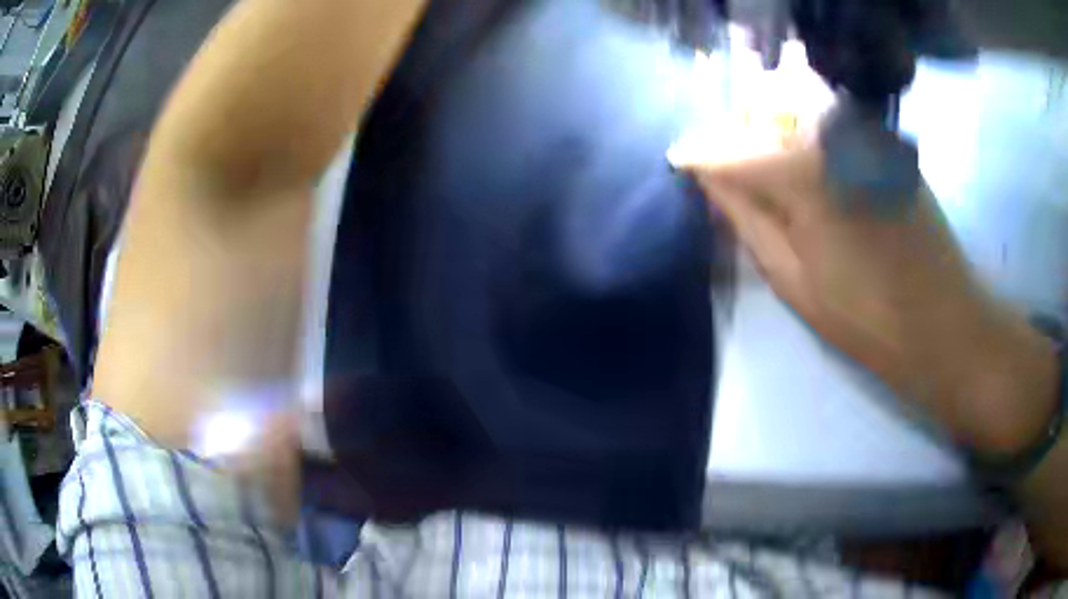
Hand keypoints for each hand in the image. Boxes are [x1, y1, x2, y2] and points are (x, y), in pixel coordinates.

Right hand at [681, 140, 1057, 455]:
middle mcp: (832, 133)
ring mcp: (865, 133)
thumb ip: (746, 218)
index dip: (699, 151)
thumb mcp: (793, 280)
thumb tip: (708, 177)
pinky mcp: (886, 143)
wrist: (945, 324)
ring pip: (798, 105)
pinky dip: (812, 136)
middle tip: (734, 173)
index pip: (731, 144)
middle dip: (739, 132)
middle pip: (763, 105)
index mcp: (804, 172)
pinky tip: (823, 175)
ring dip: (776, 129)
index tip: (679, 161)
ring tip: (780, 174)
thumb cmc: (867, 318)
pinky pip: (833, 120)